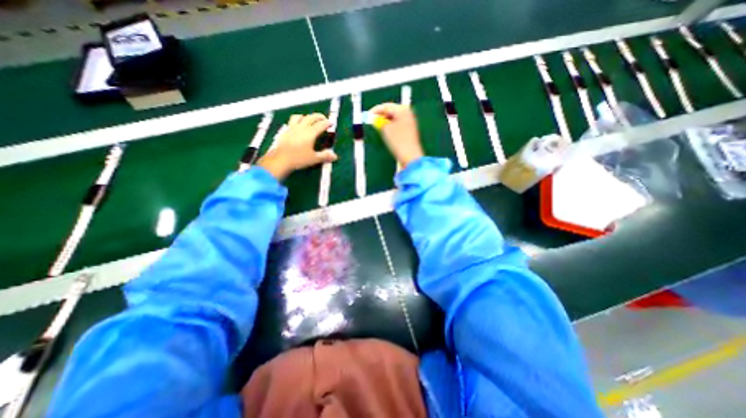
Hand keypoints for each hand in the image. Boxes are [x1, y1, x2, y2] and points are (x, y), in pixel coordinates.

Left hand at [258, 112, 337, 179]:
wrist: (280, 159)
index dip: (327, 123)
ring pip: (299, 117)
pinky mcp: (285, 131)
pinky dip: (297, 121)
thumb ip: (324, 156)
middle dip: (318, 116)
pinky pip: (291, 121)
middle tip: (323, 118)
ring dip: (306, 116)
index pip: (320, 125)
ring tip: (309, 119)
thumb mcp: (314, 159)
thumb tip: (334, 156)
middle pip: (311, 117)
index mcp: (310, 133)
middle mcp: (301, 128)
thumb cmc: (298, 159)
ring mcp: (292, 128)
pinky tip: (297, 126)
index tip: (331, 123)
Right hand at [368, 103, 421, 166]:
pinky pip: (398, 125)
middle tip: (372, 122)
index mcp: (403, 110)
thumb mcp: (385, 129)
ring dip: (386, 122)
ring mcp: (410, 122)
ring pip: (394, 119)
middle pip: (391, 111)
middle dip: (381, 116)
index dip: (375, 110)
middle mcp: (408, 113)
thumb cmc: (398, 141)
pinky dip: (391, 127)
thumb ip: (378, 121)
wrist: (410, 156)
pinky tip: (387, 133)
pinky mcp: (410, 131)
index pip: (386, 106)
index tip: (368, 116)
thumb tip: (374, 118)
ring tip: (379, 128)